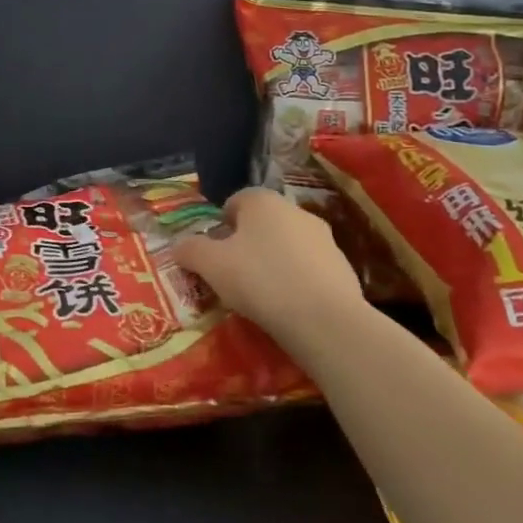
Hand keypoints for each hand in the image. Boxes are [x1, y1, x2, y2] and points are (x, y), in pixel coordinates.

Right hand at [174, 188, 364, 346]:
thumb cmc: (260, 281)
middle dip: (248, 244)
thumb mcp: (211, 266)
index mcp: (262, 201)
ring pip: (288, 245)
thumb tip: (179, 246)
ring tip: (263, 296)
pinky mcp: (344, 267)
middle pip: (263, 223)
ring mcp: (324, 238)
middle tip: (234, 275)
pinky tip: (290, 307)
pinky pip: (310, 269)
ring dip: (274, 262)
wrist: (325, 320)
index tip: (215, 254)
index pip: (235, 201)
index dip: (221, 226)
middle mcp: (295, 211)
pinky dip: (298, 281)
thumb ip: (190, 250)